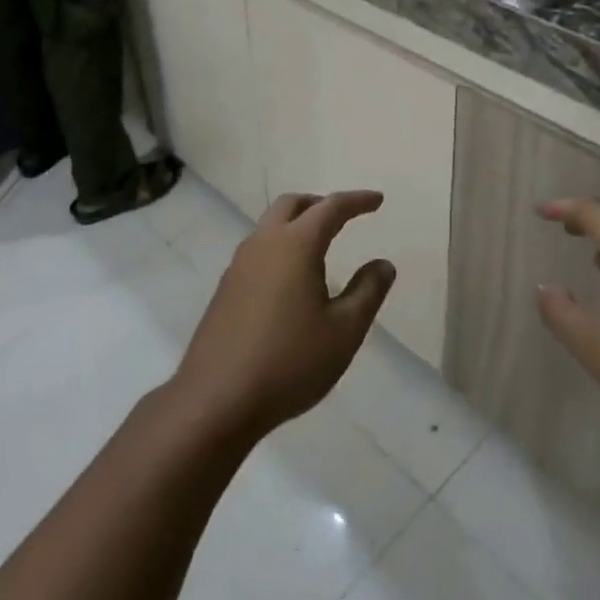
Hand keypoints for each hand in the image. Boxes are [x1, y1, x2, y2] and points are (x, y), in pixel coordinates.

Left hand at [171, 192, 394, 443]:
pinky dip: (280, 246)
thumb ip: (368, 292)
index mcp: (295, 245)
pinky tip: (290, 279)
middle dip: (321, 204)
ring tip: (320, 247)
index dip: (357, 201)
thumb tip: (383, 264)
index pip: (331, 208)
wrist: (217, 399)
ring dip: (297, 223)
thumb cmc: (289, 362)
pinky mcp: (226, 287)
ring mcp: (239, 264)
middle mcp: (264, 243)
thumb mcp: (344, 332)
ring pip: (271, 225)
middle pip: (292, 204)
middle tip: (344, 217)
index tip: (377, 200)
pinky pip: (258, 250)